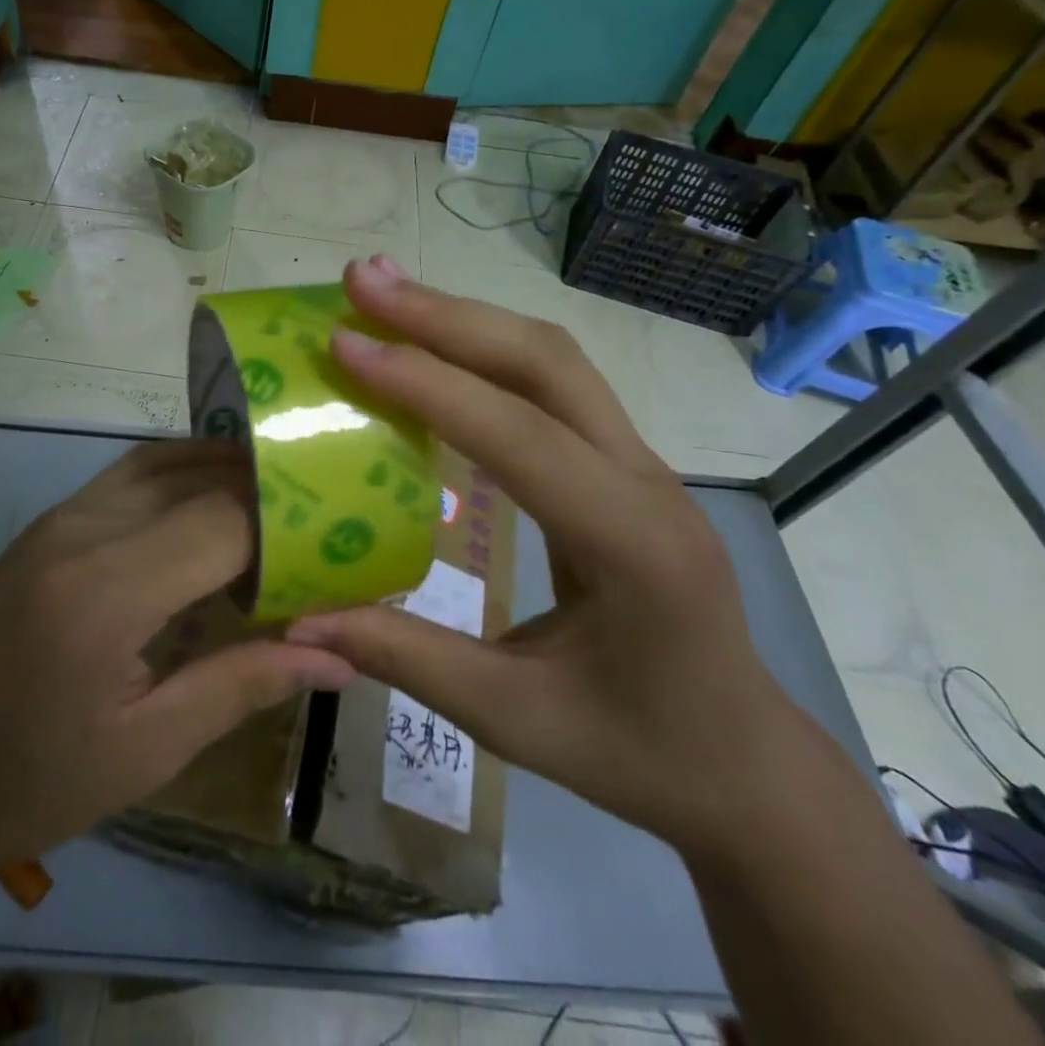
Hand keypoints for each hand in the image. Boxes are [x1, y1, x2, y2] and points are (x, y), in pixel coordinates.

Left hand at [0, 440, 354, 892]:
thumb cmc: (19, 780)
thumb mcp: (140, 753)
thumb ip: (240, 687)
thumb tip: (336, 659)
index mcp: (107, 591)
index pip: (225, 522)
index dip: (290, 531)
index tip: (337, 555)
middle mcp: (86, 528)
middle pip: (201, 478)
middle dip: (269, 495)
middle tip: (324, 528)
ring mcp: (63, 515)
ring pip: (167, 459)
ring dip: (228, 473)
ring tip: (282, 510)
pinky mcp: (51, 521)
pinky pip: (134, 472)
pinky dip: (185, 473)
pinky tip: (212, 507)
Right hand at [286, 258, 819, 859]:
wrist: (743, 764)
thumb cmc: (638, 750)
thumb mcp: (514, 720)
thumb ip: (407, 659)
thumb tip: (301, 621)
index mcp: (632, 544)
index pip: (519, 436)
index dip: (426, 384)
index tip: (344, 344)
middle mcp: (644, 480)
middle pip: (546, 362)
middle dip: (446, 315)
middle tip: (361, 282)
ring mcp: (639, 463)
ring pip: (552, 358)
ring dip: (465, 317)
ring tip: (385, 292)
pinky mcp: (620, 463)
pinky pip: (551, 384)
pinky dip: (483, 349)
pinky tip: (432, 343)